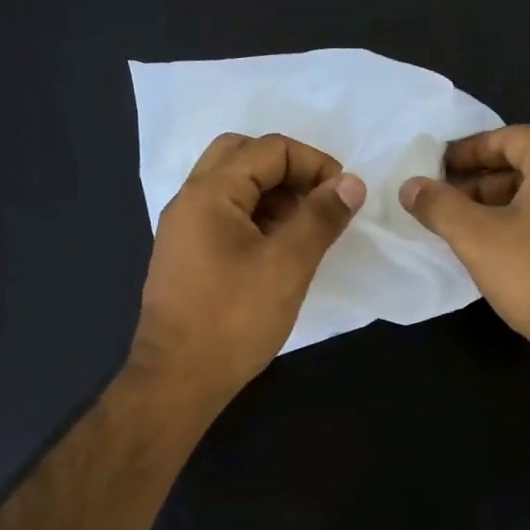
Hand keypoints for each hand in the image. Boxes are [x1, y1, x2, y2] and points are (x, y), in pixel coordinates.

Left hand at [132, 132, 365, 403]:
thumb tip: (352, 182)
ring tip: (307, 229)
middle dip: (290, 171)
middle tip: (319, 202)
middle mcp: (190, 200)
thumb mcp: (288, 265)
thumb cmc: (234, 319)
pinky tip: (282, 250)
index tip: (343, 196)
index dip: (314, 163)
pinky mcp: (189, 256)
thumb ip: (321, 217)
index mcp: (209, 192)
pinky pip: (226, 217)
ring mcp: (185, 229)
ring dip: (274, 195)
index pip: (269, 149)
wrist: (177, 380)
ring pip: (234, 188)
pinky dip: (258, 219)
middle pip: (244, 157)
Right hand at [400, 125, 529, 370]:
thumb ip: (440, 207)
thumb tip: (410, 186)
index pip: (509, 137)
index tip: (438, 167)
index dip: (469, 150)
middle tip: (448, 203)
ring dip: (505, 206)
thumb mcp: (477, 238)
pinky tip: (509, 255)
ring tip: (471, 231)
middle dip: (483, 182)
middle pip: (529, 166)